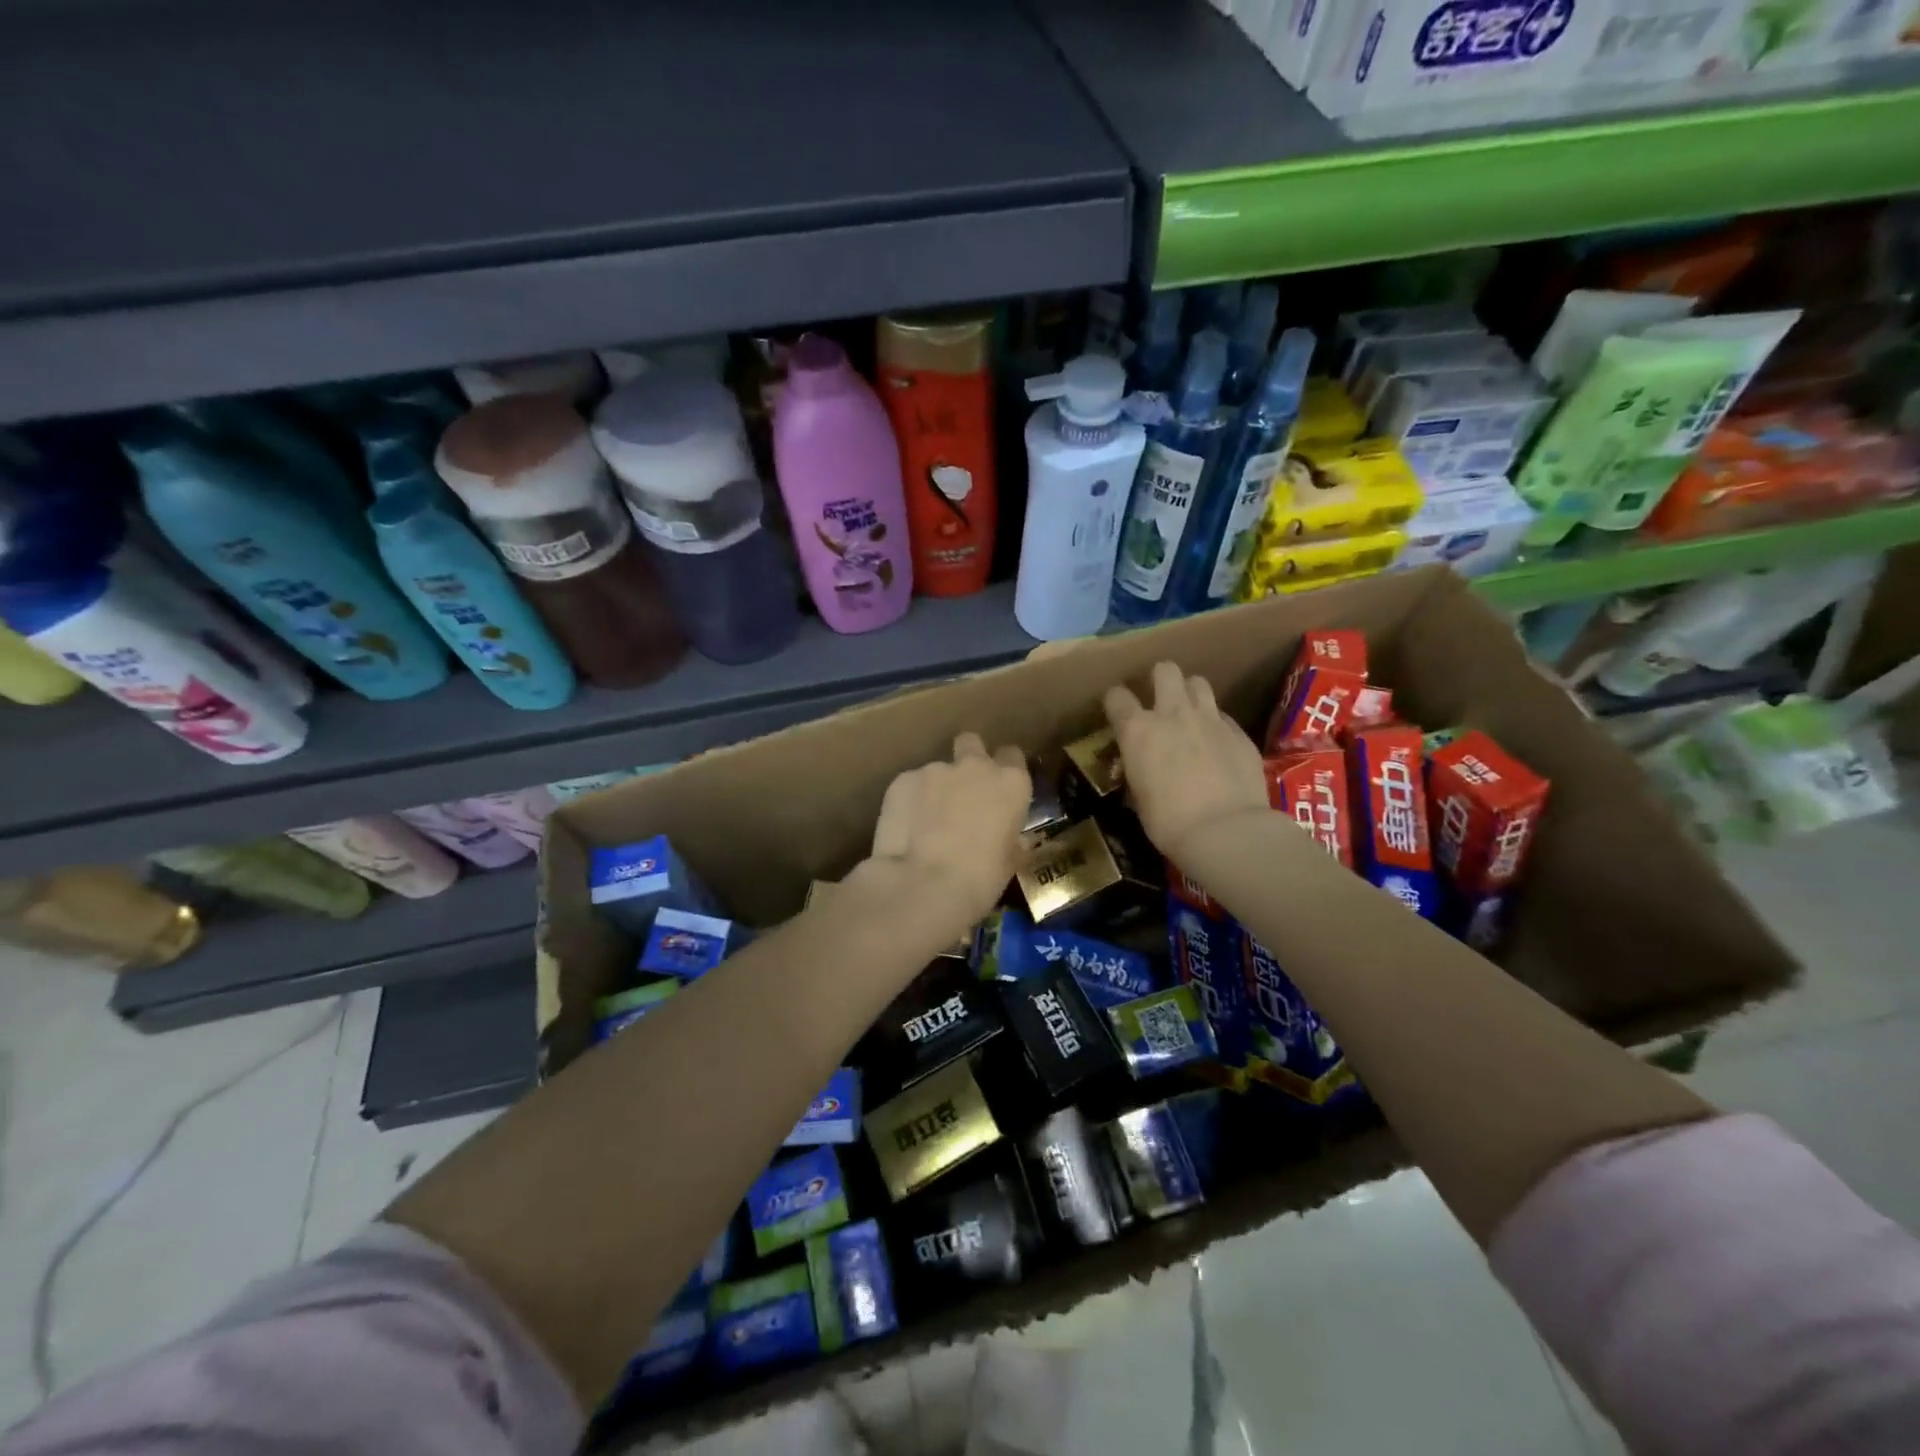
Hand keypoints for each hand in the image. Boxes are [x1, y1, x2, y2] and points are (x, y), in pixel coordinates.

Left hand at [866, 732, 1031, 929]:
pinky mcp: (901, 780)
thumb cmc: (979, 879)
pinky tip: (905, 830)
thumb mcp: (1009, 860)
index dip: (1004, 769)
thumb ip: (1008, 836)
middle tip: (961, 791)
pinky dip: (909, 802)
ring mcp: (934, 769)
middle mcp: (974, 766)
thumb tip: (1006, 837)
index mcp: (1010, 783)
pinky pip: (910, 786)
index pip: (1012, 756)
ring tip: (925, 824)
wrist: (923, 884)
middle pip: (971, 743)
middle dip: (967, 758)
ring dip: (935, 789)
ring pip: (937, 770)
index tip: (997, 790)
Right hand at [1104, 661, 1268, 864]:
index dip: (1116, 702)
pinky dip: (1216, 724)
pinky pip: (1223, 716)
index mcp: (1138, 730)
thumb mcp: (1139, 796)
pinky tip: (1218, 745)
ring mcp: (1210, 719)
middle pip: (1165, 670)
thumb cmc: (1169, 822)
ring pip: (1198, 682)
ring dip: (1190, 694)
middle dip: (1160, 679)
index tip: (1118, 712)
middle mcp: (1172, 713)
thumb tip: (1142, 766)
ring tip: (1190, 714)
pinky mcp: (1239, 732)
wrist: (1226, 831)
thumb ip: (1139, 768)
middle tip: (1160, 700)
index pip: (1116, 696)